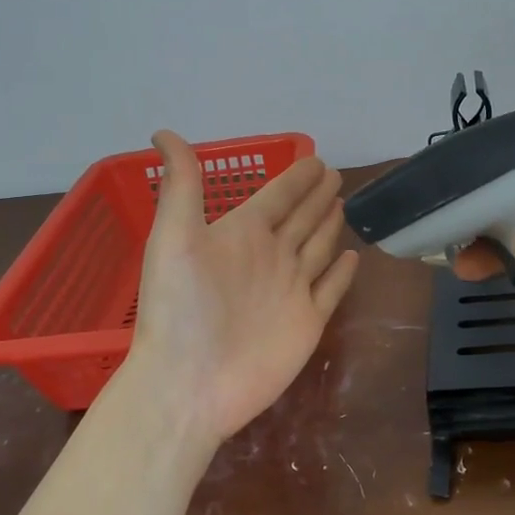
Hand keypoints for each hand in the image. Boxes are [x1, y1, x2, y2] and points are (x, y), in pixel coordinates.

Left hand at [128, 131, 359, 442]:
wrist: (190, 383)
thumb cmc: (180, 308)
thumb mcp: (174, 237)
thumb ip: (181, 185)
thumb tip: (164, 131)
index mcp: (241, 234)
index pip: (276, 197)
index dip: (296, 178)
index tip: (315, 158)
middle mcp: (269, 257)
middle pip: (300, 219)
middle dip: (316, 197)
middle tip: (335, 175)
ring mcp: (290, 291)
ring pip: (317, 248)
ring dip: (328, 226)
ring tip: (342, 205)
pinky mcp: (307, 322)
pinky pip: (330, 290)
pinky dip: (341, 273)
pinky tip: (350, 257)